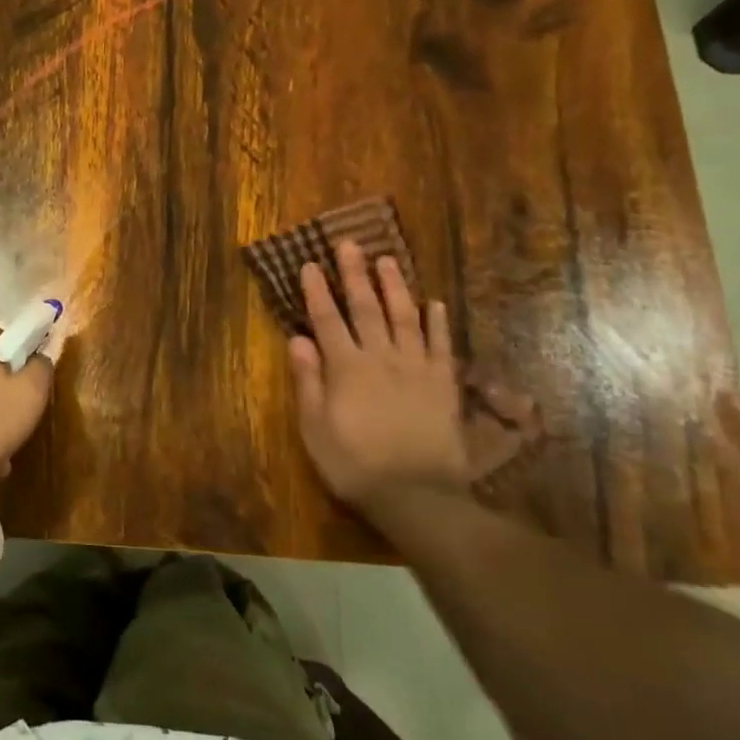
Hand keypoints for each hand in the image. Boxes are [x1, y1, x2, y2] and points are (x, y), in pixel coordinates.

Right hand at [288, 243, 471, 510]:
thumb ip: (307, 380)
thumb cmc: (354, 463)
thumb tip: (297, 338)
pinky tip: (435, 303)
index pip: (327, 319)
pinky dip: (437, 322)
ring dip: (394, 286)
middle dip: (354, 274)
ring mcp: (415, 368)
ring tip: (388, 259)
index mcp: (345, 368)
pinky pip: (440, 345)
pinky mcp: (442, 384)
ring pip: (404, 317)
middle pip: (365, 308)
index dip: (316, 291)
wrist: (416, 495)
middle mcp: (380, 357)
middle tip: (349, 243)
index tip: (309, 263)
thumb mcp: (315, 428)